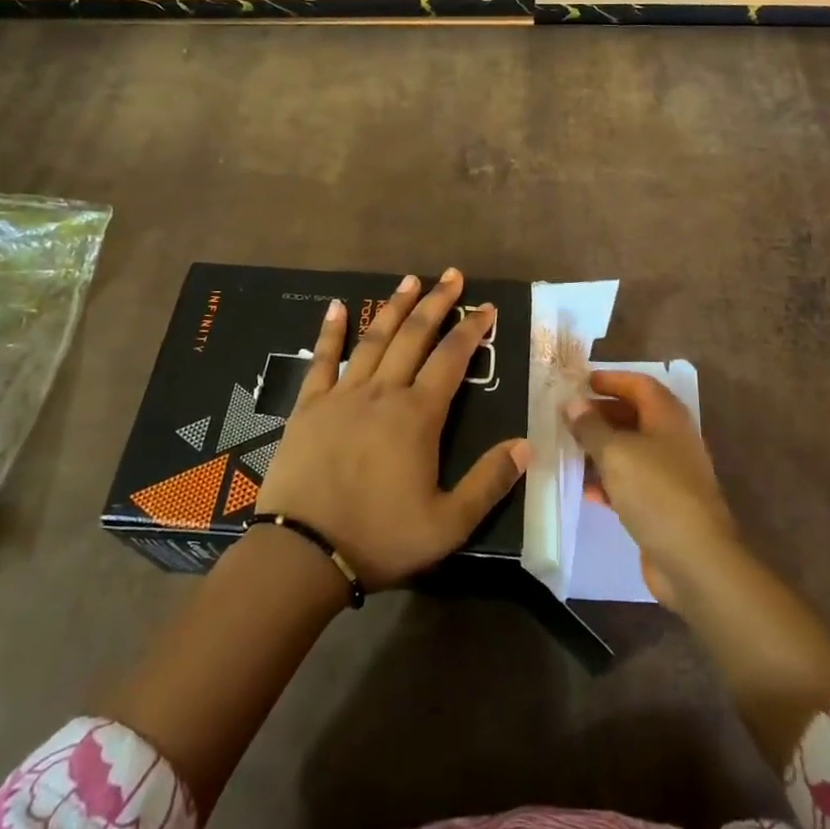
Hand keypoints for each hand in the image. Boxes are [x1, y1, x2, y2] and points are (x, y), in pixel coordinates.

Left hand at [255, 268, 527, 590]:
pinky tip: (336, 307)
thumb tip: (526, 445)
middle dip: (436, 302)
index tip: (485, 307)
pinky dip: (331, 331)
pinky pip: (322, 360)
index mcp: (418, 416)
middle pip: (414, 336)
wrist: (303, 553)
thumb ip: (488, 482)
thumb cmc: (380, 538)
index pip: (452, 359)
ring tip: (409, 280)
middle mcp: (383, 393)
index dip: (471, 329)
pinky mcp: (309, 406)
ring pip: (374, 339)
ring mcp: (343, 395)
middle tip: (451, 275)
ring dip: (394, 307)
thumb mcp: (447, 524)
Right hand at [564, 369, 738, 609]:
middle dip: (601, 414)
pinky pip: (633, 482)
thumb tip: (573, 404)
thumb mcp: (615, 452)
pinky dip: (610, 481)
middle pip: (635, 416)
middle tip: (569, 418)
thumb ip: (591, 427)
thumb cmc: (655, 491)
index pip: (639, 384)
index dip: (611, 380)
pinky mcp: (664, 505)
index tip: (581, 383)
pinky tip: (588, 490)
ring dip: (602, 449)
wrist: (695, 560)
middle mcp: (673, 440)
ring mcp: (671, 474)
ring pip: (631, 450)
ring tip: (570, 451)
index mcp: (667, 417)